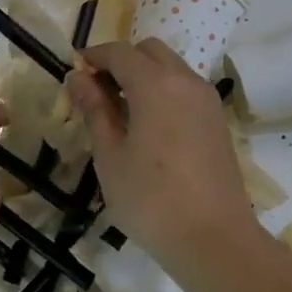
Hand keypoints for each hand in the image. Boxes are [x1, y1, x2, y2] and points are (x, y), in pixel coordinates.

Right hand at [68, 41, 258, 273]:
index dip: (93, 57)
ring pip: (170, 68)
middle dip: (121, 61)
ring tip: (120, 111)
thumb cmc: (151, 199)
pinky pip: (185, 88)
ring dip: (143, 75)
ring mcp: (207, 100)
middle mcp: (185, 81)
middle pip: (149, 51)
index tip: (74, 72)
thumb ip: (94, 110)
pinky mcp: (217, 121)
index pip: (119, 52)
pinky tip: (148, 126)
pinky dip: (163, 91)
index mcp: (155, 85)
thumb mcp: (110, 155)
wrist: (214, 239)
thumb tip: (78, 78)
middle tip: (97, 92)